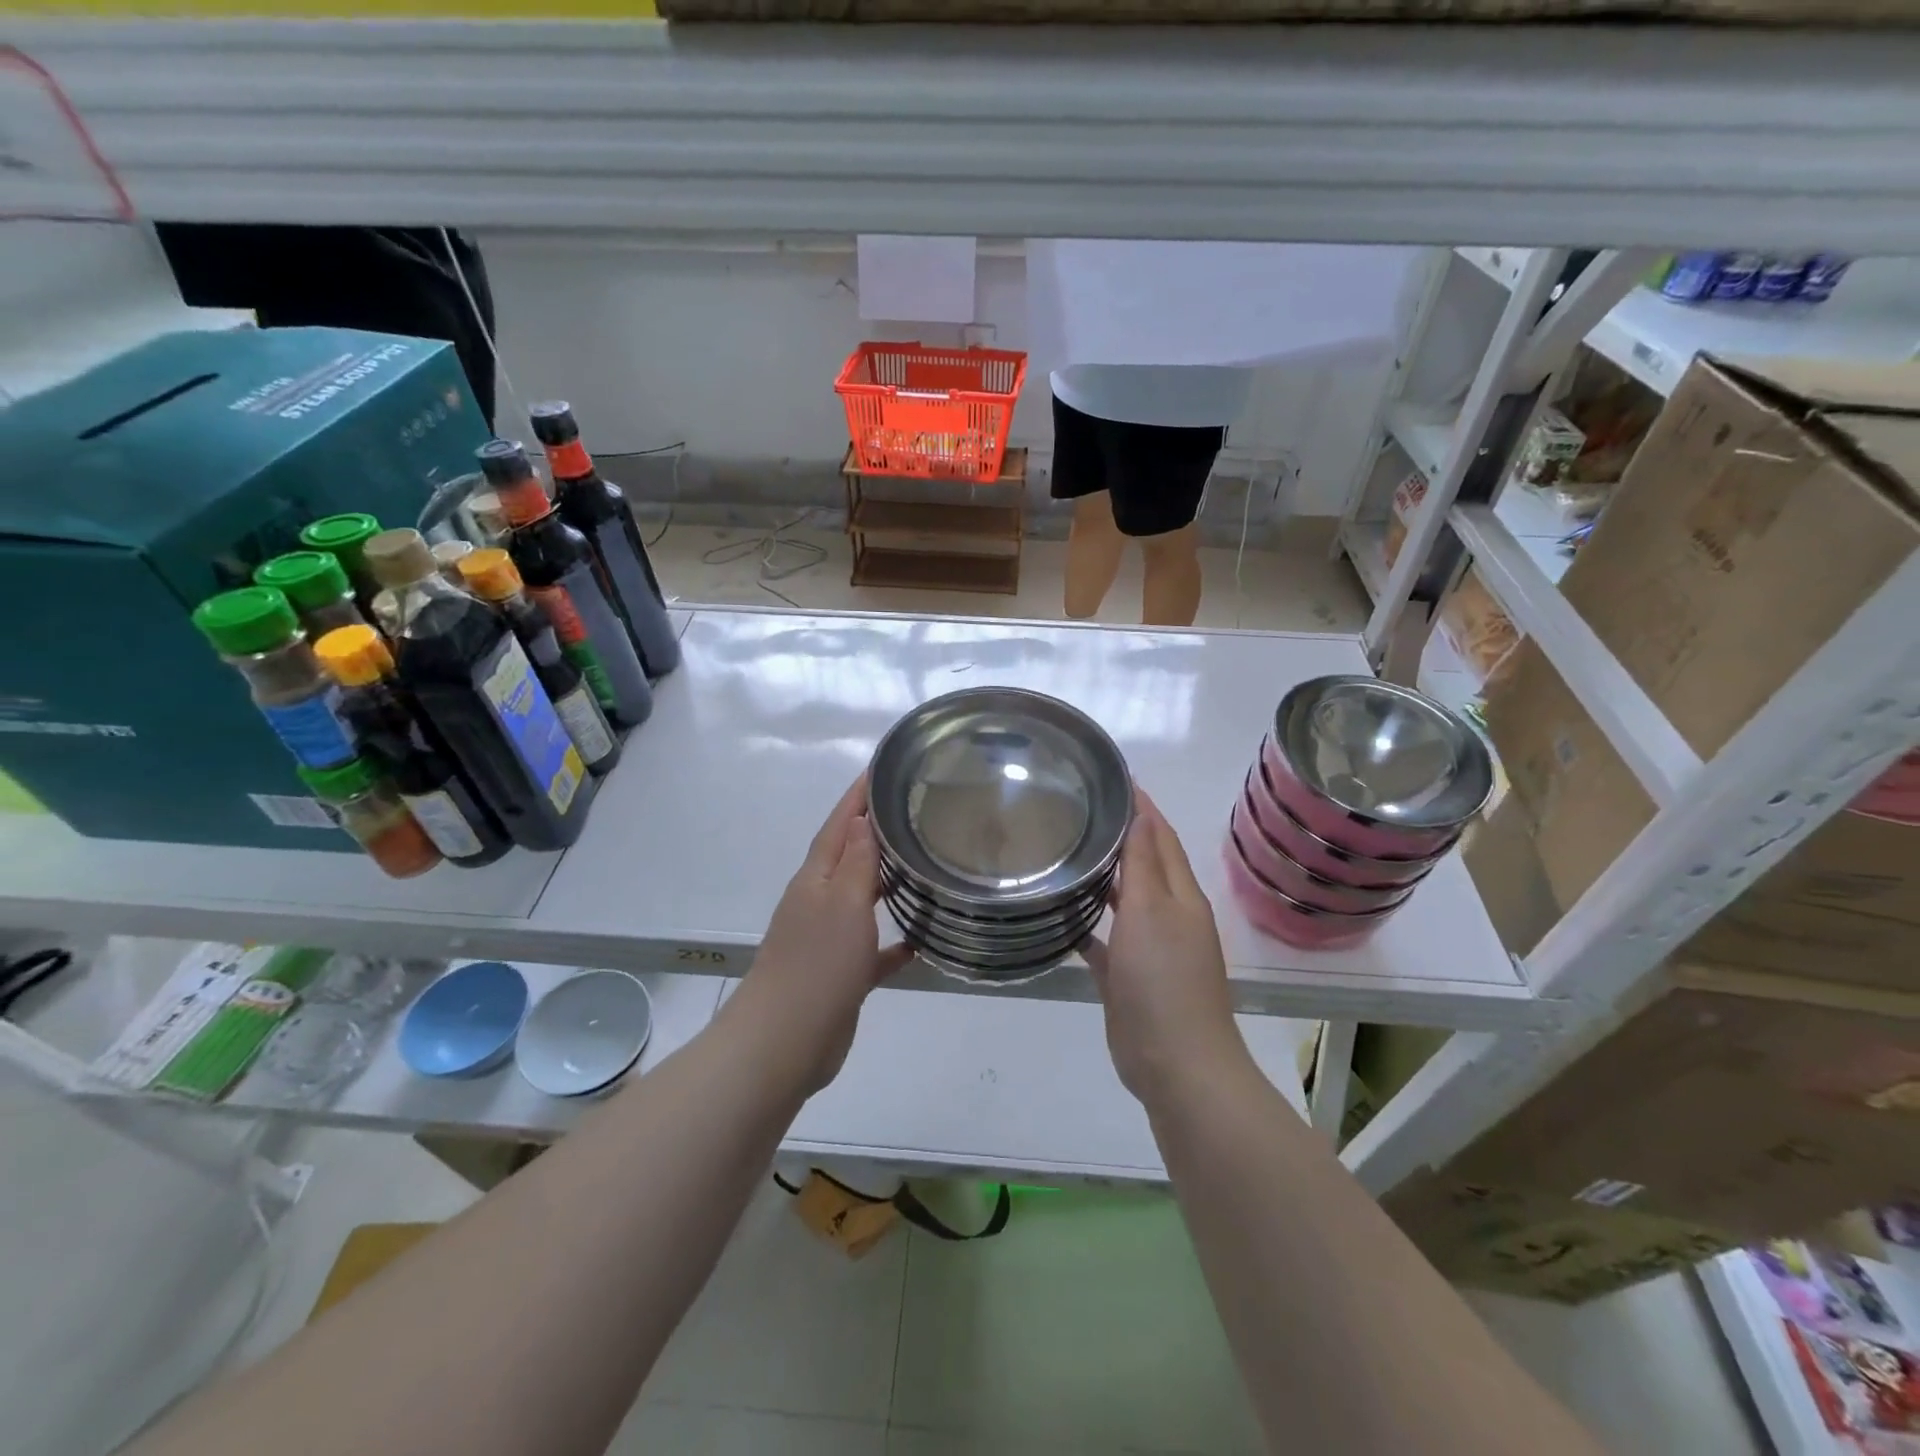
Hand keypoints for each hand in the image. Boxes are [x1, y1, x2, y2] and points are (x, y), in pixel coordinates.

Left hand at [728, 776, 911, 1094]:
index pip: (840, 824)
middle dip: (876, 831)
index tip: (883, 766)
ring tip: (924, 863)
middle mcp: (820, 901)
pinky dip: (895, 940)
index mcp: (816, 878)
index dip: (859, 795)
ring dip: (887, 880)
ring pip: (862, 898)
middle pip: (850, 855)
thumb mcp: (843, 903)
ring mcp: (828, 938)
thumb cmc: (817, 965)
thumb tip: (861, 816)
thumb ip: (856, 861)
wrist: (784, 1043)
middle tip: (916, 809)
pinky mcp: (841, 973)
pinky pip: (873, 947)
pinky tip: (921, 939)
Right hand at [1084, 790, 1247, 1106]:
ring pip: (1123, 901)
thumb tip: (1144, 814)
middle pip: (1143, 865)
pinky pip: (1104, 941)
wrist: (1176, 1063)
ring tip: (1065, 852)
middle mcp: (1167, 916)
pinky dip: (1087, 925)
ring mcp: (1147, 949)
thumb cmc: (1164, 978)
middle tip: (1078, 810)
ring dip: (1102, 878)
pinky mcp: (1126, 978)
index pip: (1160, 837)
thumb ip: (1144, 863)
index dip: (1142, 807)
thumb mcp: (1152, 911)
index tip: (1113, 777)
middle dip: (1119, 836)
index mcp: (1179, 896)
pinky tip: (1060, 915)